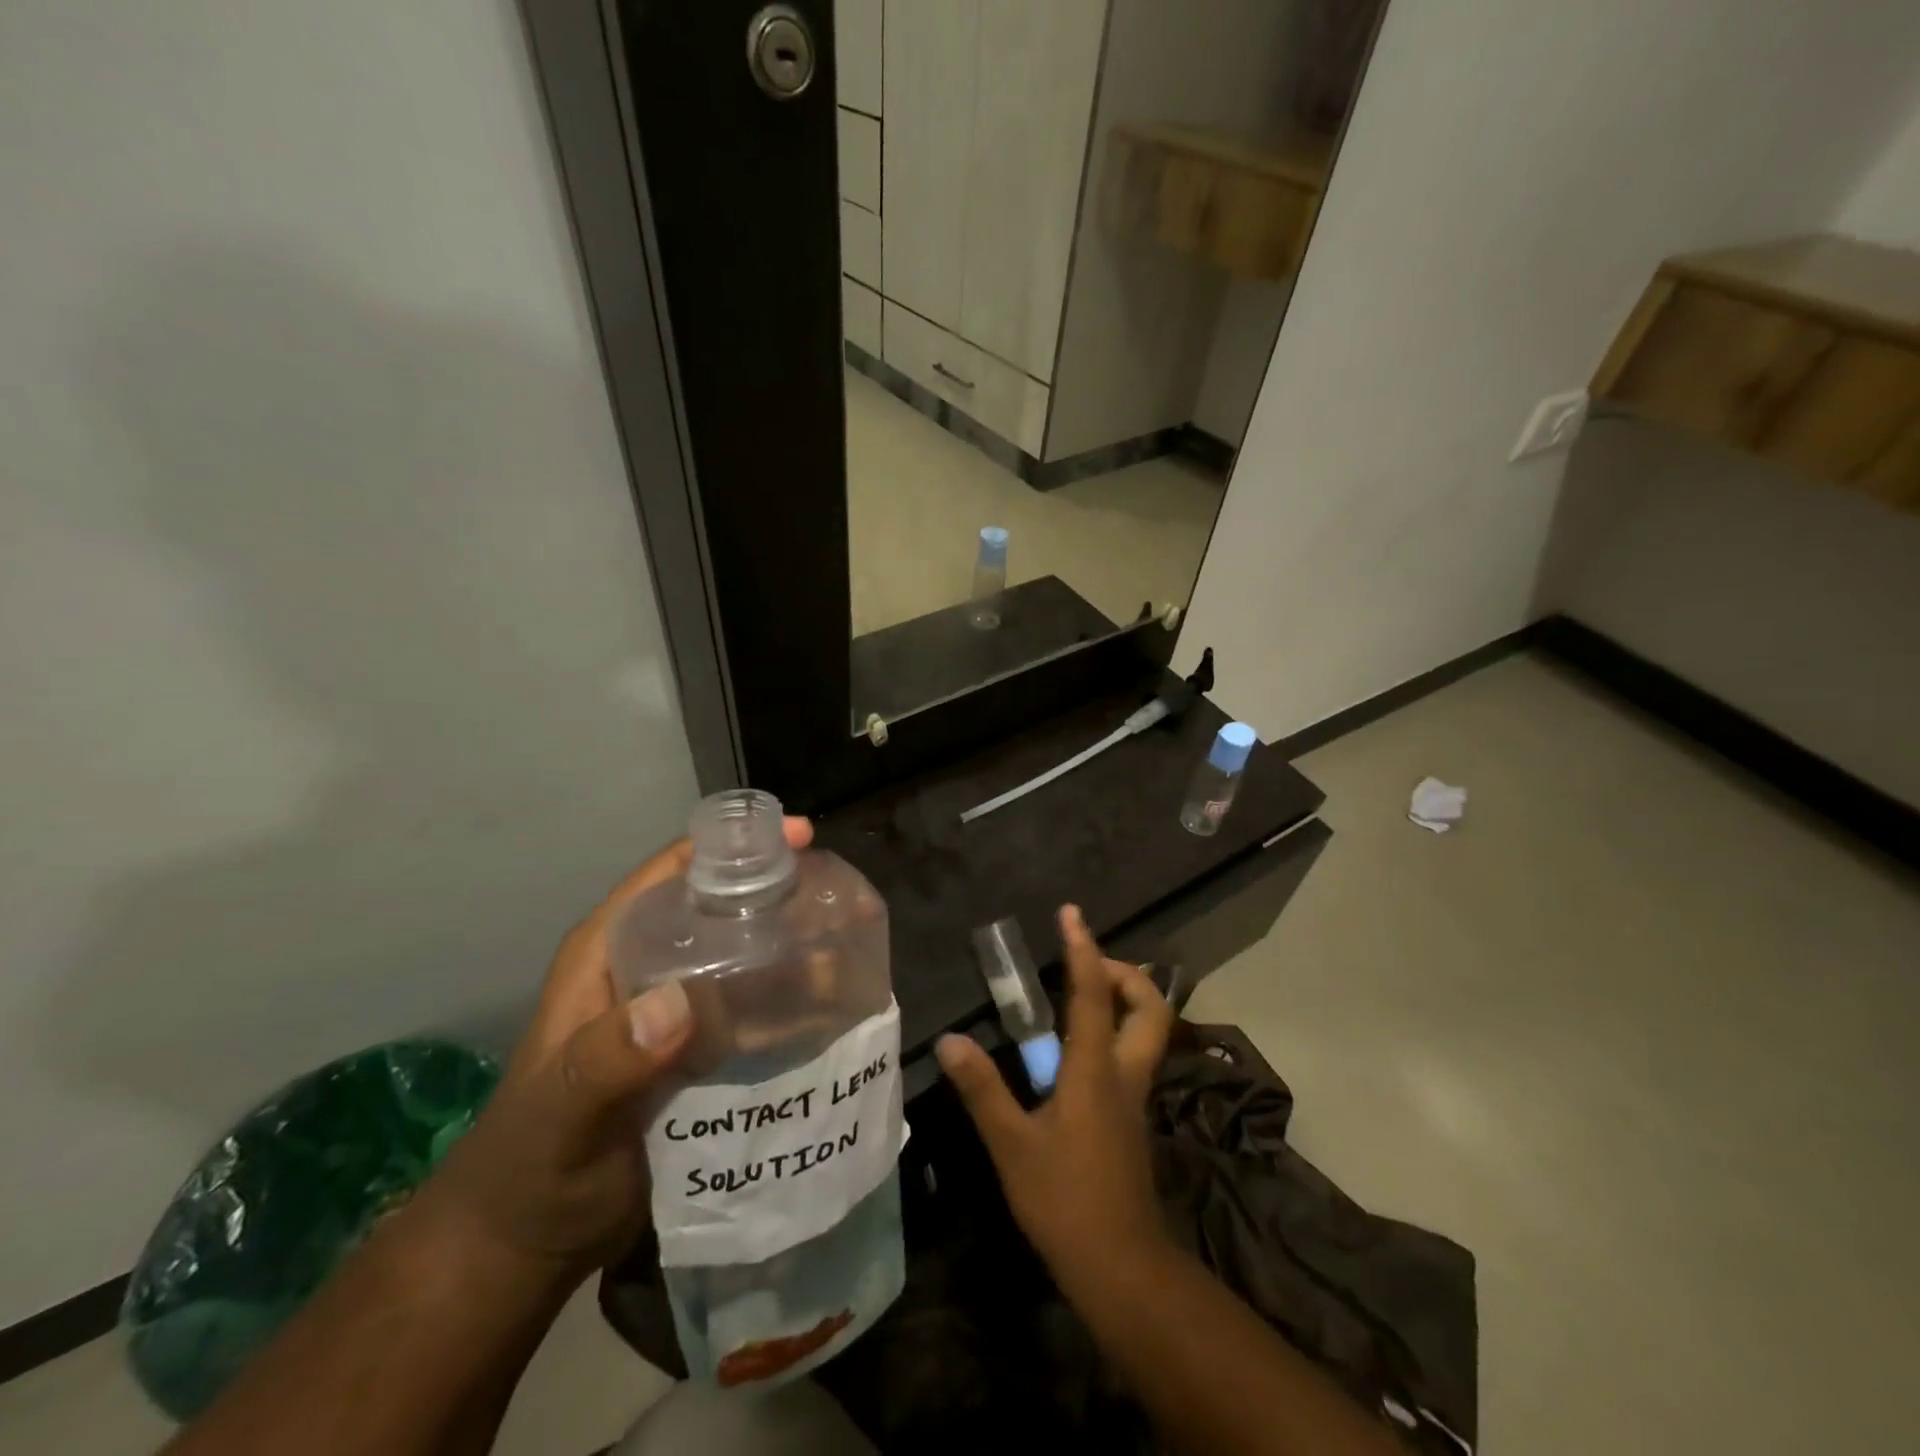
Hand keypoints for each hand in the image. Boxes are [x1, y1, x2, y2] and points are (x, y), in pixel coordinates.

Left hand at [422, 818, 813, 1280]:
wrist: (528, 1243)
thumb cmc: (528, 1166)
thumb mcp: (559, 1109)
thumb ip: (607, 1059)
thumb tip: (680, 1004)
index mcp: (611, 950)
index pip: (675, 873)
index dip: (734, 846)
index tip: (800, 839)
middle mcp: (650, 966)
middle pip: (724, 909)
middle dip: (782, 896)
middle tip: (842, 900)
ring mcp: (679, 1010)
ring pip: (746, 959)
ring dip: (796, 952)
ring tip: (850, 952)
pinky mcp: (702, 1051)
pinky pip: (755, 1011)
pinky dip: (791, 1003)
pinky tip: (832, 1008)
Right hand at [935, 904, 1175, 1293]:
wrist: (1122, 1268)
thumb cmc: (1066, 1201)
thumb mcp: (1012, 1145)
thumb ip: (982, 1090)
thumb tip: (950, 1040)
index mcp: (1096, 1069)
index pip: (1094, 994)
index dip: (1083, 949)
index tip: (1071, 914)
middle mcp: (1124, 1073)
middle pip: (1151, 1009)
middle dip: (1127, 974)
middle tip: (1086, 963)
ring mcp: (1134, 1098)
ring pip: (1148, 1032)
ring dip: (1124, 1000)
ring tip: (1080, 995)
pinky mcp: (1131, 1119)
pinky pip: (1132, 1056)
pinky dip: (1114, 1032)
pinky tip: (1075, 1050)